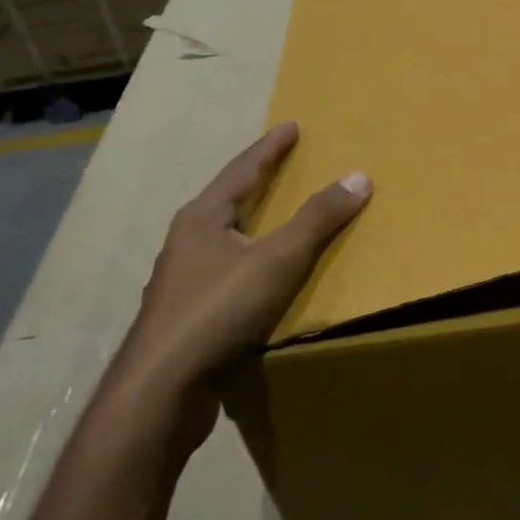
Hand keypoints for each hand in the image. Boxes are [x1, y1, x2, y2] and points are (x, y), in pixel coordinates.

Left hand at [111, 122, 369, 431]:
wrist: (160, 392)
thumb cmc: (218, 311)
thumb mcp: (278, 259)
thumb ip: (318, 219)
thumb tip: (358, 177)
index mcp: (202, 218)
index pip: (243, 170)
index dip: (270, 148)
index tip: (290, 126)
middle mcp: (187, 242)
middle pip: (228, 200)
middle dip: (257, 181)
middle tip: (286, 164)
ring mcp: (182, 282)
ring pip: (223, 239)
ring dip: (251, 223)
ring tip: (277, 217)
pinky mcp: (186, 317)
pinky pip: (225, 274)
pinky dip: (249, 262)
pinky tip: (262, 278)